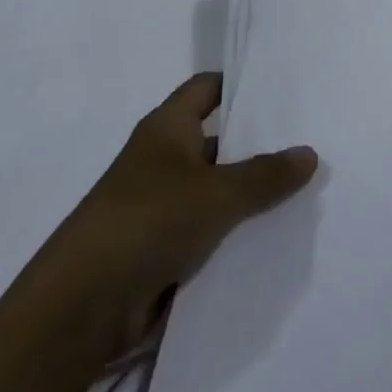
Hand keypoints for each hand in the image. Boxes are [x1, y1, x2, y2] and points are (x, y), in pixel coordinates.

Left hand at [38, 72, 318, 355]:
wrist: (81, 307)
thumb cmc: (149, 222)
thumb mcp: (218, 193)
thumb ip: (266, 174)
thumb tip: (309, 153)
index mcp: (166, 128)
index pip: (206, 88)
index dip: (239, 84)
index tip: (282, 88)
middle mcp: (161, 159)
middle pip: (217, 139)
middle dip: (258, 143)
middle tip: (309, 140)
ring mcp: (160, 205)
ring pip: (216, 188)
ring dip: (249, 192)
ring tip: (304, 188)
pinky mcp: (160, 247)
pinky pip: (208, 229)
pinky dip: (235, 230)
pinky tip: (275, 234)